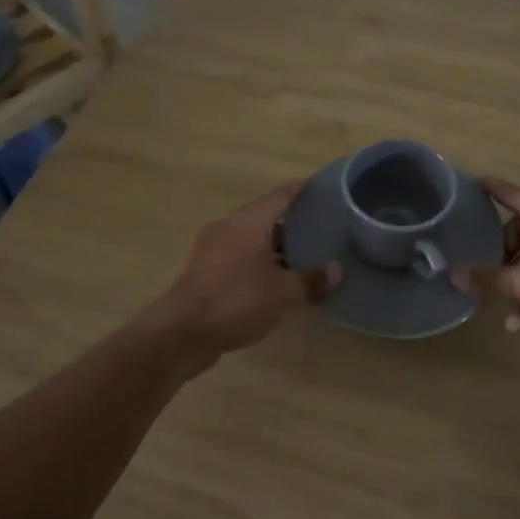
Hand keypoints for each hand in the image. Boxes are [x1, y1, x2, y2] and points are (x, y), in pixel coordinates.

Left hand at [154, 180, 340, 363]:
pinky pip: (238, 256)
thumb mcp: (283, 293)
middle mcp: (229, 227)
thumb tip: (337, 271)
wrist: (182, 332)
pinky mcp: (204, 271)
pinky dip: (257, 261)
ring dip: (273, 245)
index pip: (280, 195)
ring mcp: (212, 248)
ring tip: (301, 256)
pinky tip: (273, 279)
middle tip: (319, 227)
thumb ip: (311, 280)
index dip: (301, 189)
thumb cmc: (237, 300)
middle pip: (264, 215)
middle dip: (290, 221)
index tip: (321, 186)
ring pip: (250, 238)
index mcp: (248, 221)